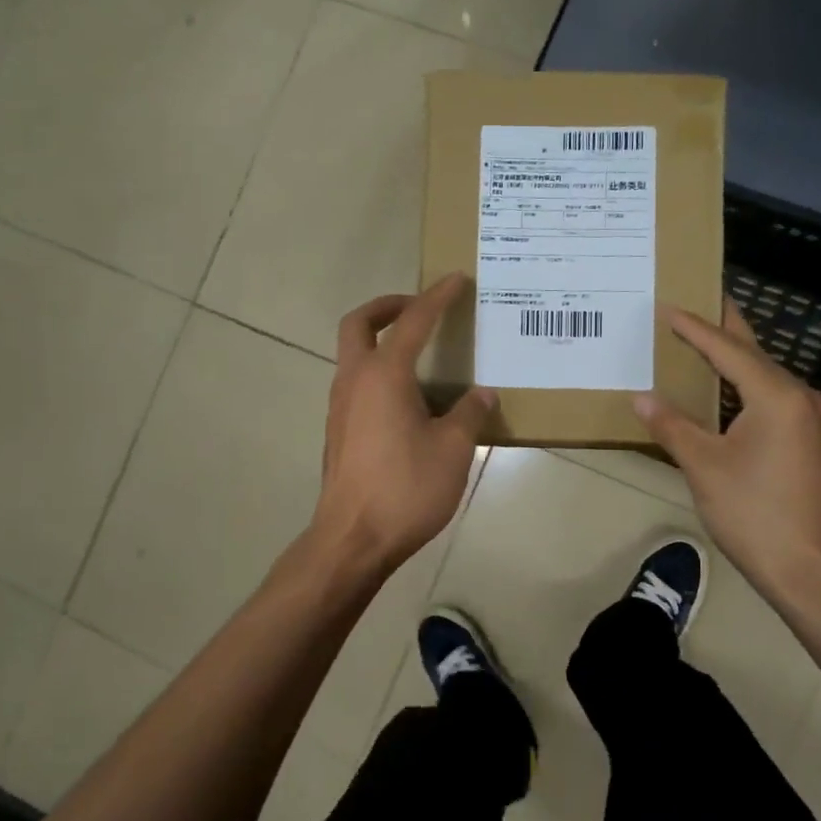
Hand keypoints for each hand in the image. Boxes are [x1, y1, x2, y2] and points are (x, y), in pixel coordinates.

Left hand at [311, 275, 493, 576]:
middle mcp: (354, 381)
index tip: (456, 280)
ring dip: (380, 342)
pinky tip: (408, 400)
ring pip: (353, 355)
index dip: (436, 297)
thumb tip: (482, 394)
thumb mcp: (453, 450)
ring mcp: (340, 407)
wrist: (353, 540)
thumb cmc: (405, 489)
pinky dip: (377, 372)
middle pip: (359, 324)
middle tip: (417, 308)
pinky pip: (356, 384)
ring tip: (420, 356)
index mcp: (384, 376)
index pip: (413, 322)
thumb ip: (469, 415)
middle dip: (387, 306)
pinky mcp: (338, 432)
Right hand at [633, 301, 820, 602]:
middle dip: (725, 328)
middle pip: (756, 353)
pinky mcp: (814, 442)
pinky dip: (749, 387)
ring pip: (768, 377)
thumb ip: (672, 426)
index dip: (696, 329)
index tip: (669, 307)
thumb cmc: (754, 514)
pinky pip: (777, 399)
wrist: (810, 570)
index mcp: (777, 396)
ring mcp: (814, 420)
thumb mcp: (704, 467)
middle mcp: (803, 398)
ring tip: (707, 340)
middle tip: (700, 299)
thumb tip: (641, 397)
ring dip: (737, 359)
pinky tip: (730, 391)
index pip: (729, 350)